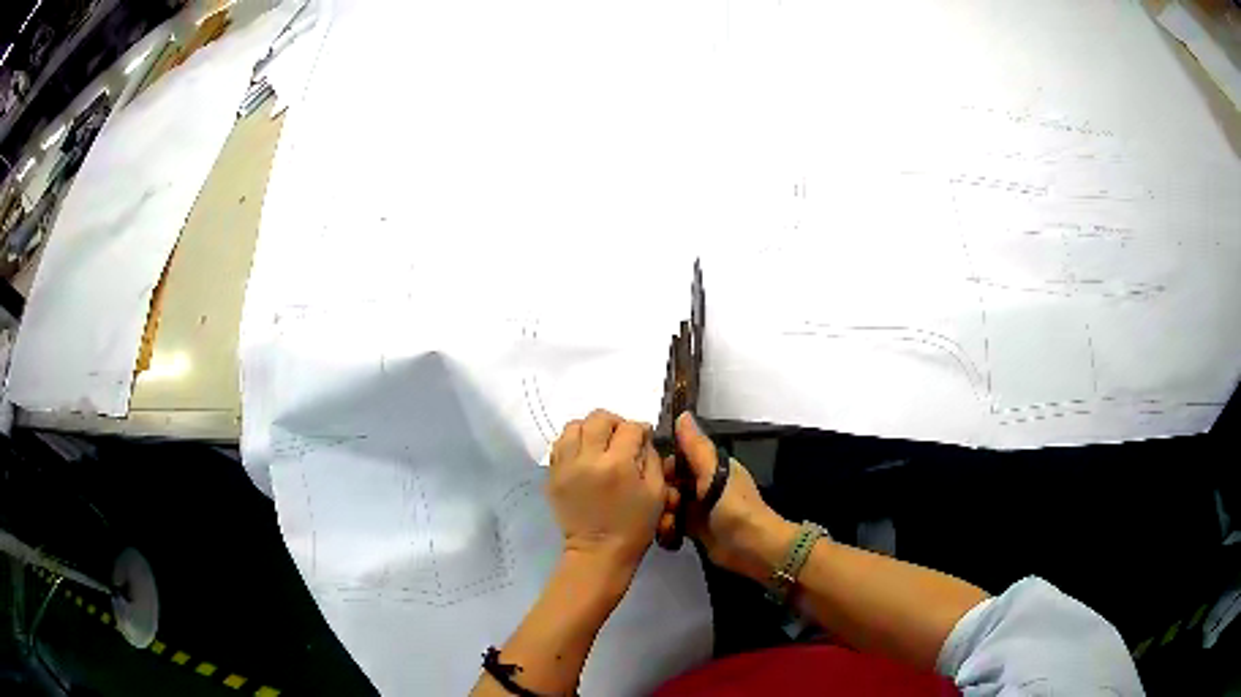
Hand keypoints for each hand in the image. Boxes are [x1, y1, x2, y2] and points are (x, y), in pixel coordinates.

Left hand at [548, 409, 666, 579]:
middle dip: (615, 423)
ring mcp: (566, 466)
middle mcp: (588, 459)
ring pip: (575, 426)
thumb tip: (643, 438)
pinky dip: (573, 442)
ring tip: (599, 444)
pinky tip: (584, 454)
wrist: (598, 551)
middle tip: (621, 438)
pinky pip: (559, 444)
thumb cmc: (634, 526)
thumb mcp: (657, 494)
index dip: (641, 430)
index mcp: (618, 464)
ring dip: (590, 429)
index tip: (644, 438)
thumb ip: (652, 460)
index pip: (630, 428)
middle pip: (599, 418)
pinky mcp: (553, 475)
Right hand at [665, 412, 796, 581]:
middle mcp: (702, 484)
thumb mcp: (714, 475)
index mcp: (709, 467)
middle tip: (669, 507)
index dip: (663, 468)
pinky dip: (667, 531)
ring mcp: (697, 508)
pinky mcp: (693, 529)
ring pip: (666, 505)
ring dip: (662, 516)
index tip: (658, 480)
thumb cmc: (735, 508)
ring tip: (669, 526)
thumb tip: (682, 414)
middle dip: (661, 496)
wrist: (752, 548)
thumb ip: (696, 447)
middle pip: (667, 483)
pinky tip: (671, 538)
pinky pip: (670, 525)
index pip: (675, 459)